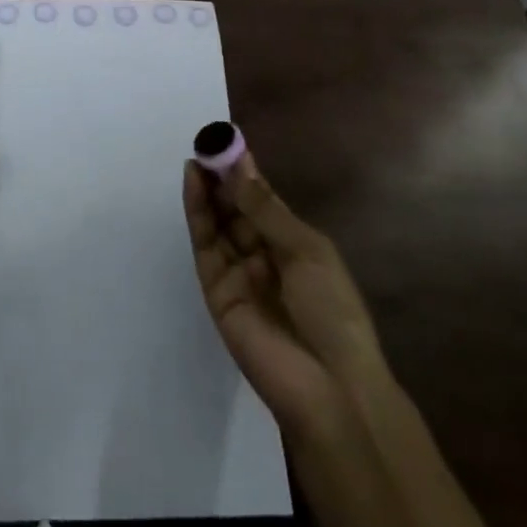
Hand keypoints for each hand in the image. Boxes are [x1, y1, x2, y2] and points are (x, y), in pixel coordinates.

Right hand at [182, 141, 387, 442]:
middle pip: (236, 209)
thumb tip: (239, 167)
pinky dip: (198, 212)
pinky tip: (194, 182)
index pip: (263, 201)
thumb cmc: (333, 311)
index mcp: (294, 246)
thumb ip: (265, 210)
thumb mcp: (307, 250)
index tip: (229, 140)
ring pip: (217, 222)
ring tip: (197, 155)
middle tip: (207, 143)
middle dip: (222, 177)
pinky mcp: (216, 290)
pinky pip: (205, 245)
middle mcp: (263, 256)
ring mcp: (238, 273)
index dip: (246, 172)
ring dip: (207, 189)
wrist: (330, 386)